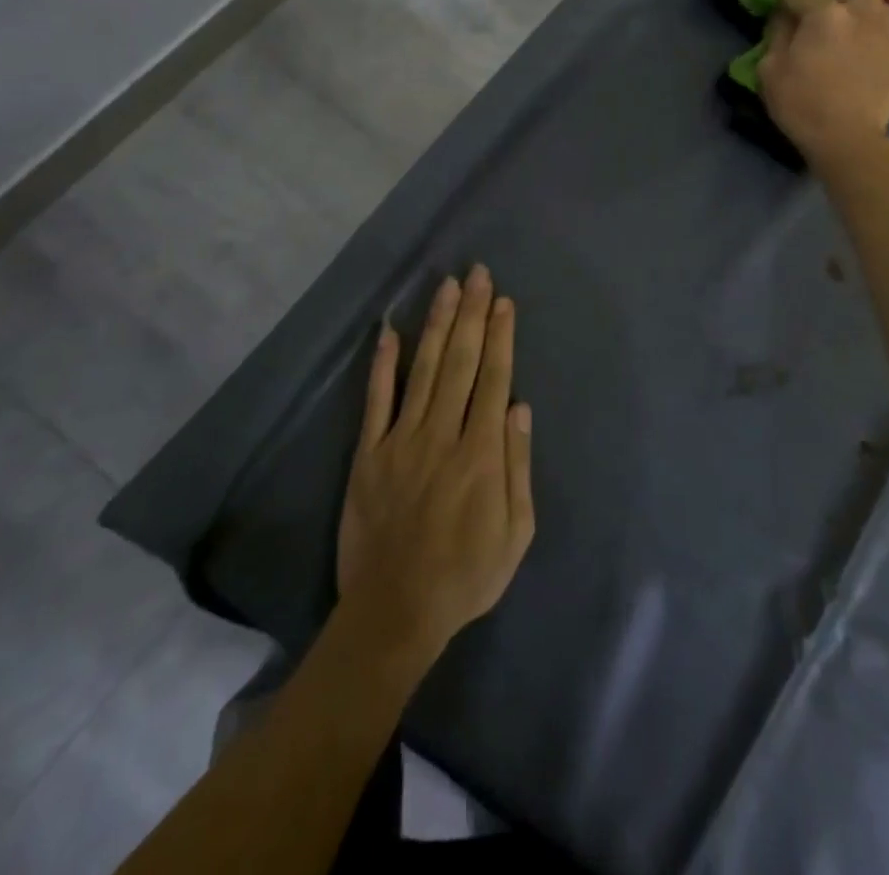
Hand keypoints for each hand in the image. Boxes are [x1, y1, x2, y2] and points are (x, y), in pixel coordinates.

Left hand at [337, 266, 534, 665]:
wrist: (393, 612)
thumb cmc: (465, 575)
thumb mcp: (515, 533)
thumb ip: (518, 465)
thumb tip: (520, 406)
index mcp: (480, 453)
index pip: (493, 379)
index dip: (500, 337)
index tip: (504, 302)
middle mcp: (442, 435)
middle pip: (460, 362)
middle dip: (472, 314)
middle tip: (479, 274)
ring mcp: (400, 441)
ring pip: (423, 369)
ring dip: (437, 324)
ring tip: (448, 287)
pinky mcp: (368, 454)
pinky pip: (376, 400)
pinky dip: (383, 364)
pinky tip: (390, 331)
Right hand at [759, 0, 888, 171]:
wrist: (848, 141)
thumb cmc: (801, 104)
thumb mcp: (770, 70)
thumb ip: (777, 35)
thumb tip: (784, 17)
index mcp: (826, 15)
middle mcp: (862, 16)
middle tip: (827, 18)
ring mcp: (887, 38)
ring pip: (879, 11)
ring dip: (862, 18)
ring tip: (847, 42)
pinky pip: (885, 41)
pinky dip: (872, 46)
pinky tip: (860, 67)